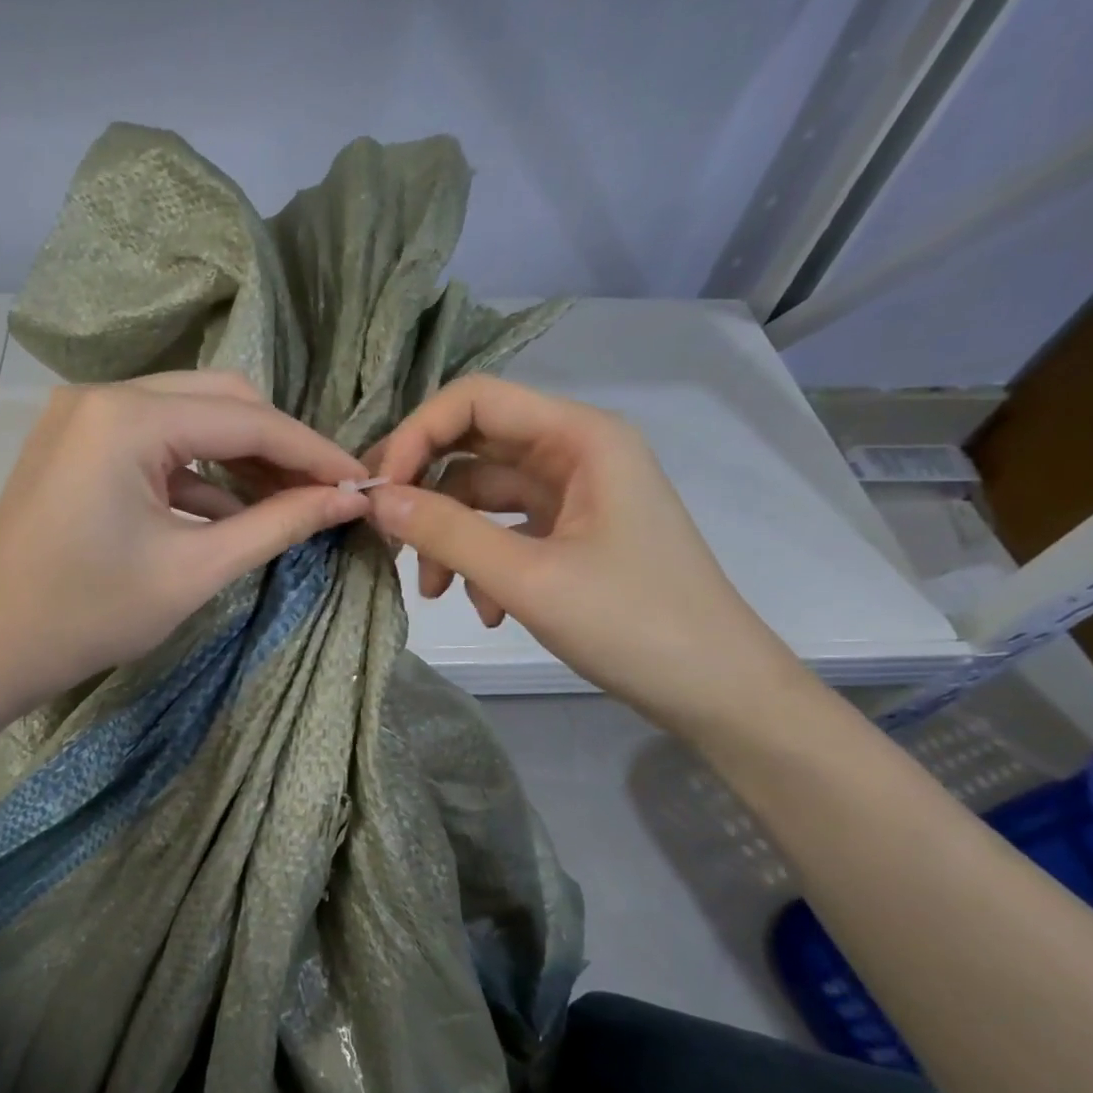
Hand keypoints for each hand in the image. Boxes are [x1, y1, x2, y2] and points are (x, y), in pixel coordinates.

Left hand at [0, 371, 369, 712]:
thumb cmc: (87, 616)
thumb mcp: (194, 571)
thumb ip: (278, 525)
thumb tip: (347, 499)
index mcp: (128, 418)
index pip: (247, 419)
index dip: (312, 451)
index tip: (361, 481)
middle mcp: (104, 395)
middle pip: (220, 400)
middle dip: (278, 446)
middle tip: (325, 492)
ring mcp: (85, 416)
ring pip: (190, 417)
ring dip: (241, 457)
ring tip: (290, 503)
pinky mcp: (78, 443)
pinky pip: (157, 443)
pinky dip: (199, 472)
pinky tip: (235, 512)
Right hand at [365, 375, 802, 734]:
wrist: (717, 692)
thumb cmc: (633, 625)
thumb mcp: (527, 578)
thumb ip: (446, 532)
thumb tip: (375, 500)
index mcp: (580, 437)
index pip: (474, 401)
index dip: (416, 435)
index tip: (378, 492)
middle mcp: (576, 453)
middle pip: (474, 447)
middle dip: (425, 491)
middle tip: (384, 535)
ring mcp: (575, 496)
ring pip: (483, 497)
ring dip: (449, 539)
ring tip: (432, 593)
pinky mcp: (572, 536)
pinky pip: (505, 532)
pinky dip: (481, 564)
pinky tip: (486, 612)